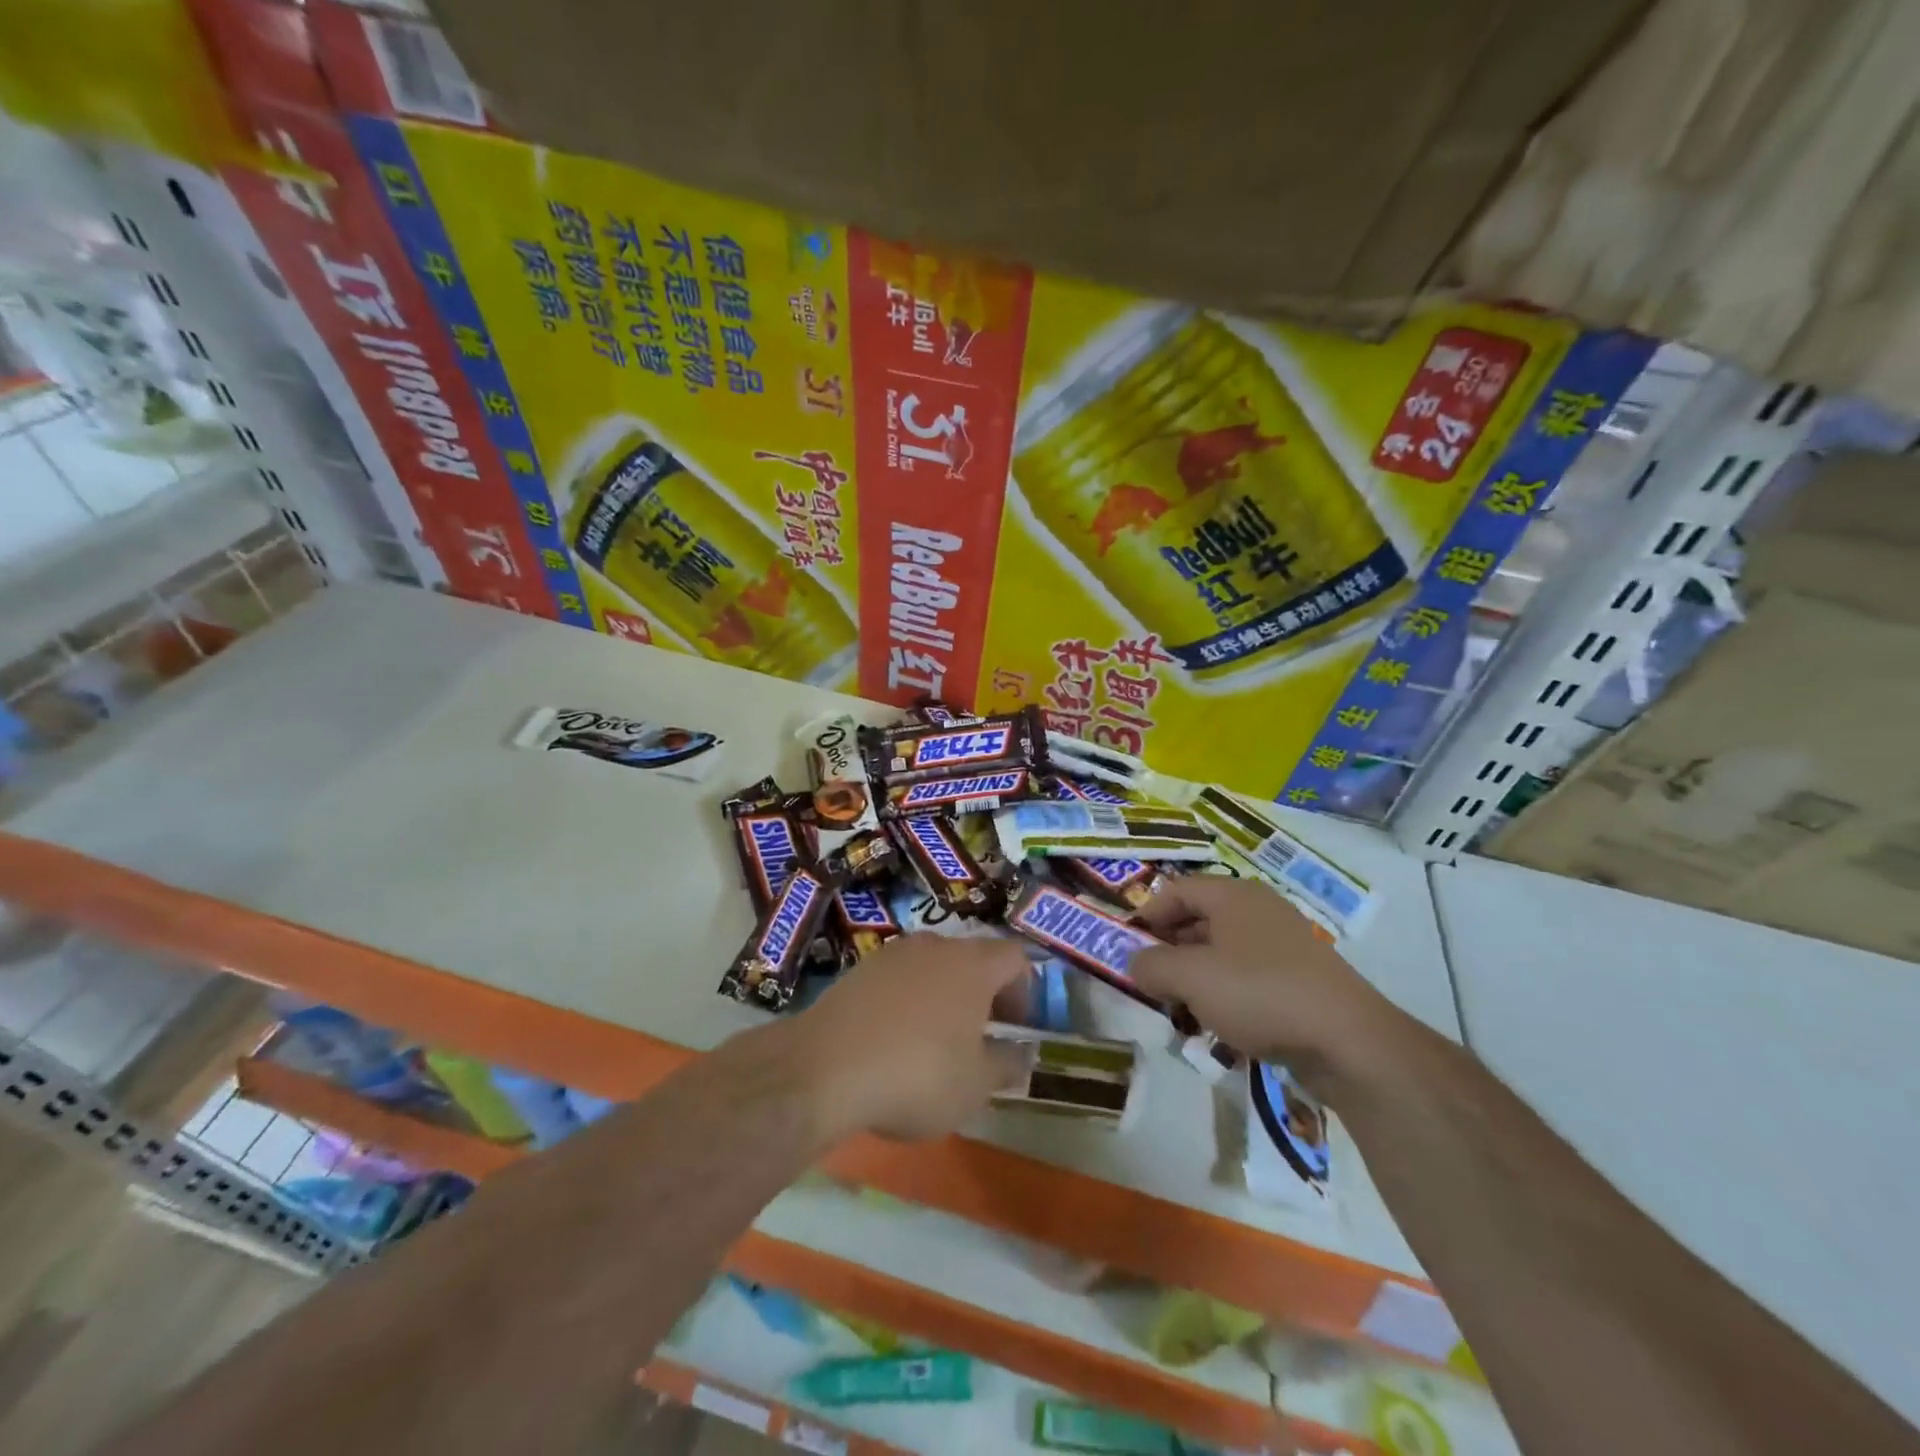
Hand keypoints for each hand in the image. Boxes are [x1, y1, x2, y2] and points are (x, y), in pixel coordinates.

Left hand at [785, 934, 1030, 1142]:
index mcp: (972, 965)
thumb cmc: (916, 1075)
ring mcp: (892, 954)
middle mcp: (935, 946)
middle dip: (983, 993)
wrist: (824, 1069)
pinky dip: (907, 1001)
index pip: (1014, 957)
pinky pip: (898, 979)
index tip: (1016, 1027)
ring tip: (935, 1041)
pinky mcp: (858, 970)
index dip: (1024, 990)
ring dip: (943, 996)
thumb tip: (1020, 1054)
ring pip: (933, 966)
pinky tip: (894, 1040)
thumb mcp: (975, 1086)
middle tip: (981, 1036)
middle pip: (972, 958)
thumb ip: (1006, 1065)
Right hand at [1130, 876, 1404, 1087]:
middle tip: (1151, 982)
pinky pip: (1248, 976)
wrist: (1349, 1042)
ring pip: (1222, 952)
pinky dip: (1226, 994)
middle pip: (1198, 919)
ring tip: (1181, 1009)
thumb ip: (1151, 965)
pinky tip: (1220, 1026)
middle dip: (1169, 950)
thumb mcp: (1190, 977)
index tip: (1129, 949)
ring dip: (1196, 977)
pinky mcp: (1300, 979)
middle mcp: (1258, 909)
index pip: (1175, 890)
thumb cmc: (1260, 994)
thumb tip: (1135, 963)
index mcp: (1233, 895)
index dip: (1147, 916)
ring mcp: (1283, 944)